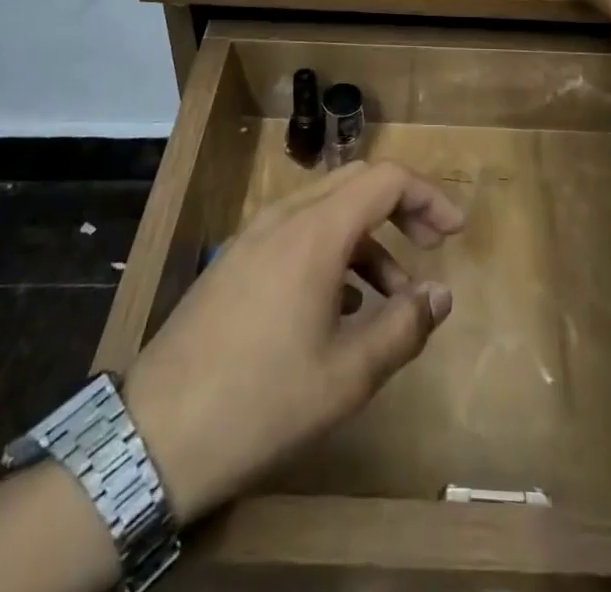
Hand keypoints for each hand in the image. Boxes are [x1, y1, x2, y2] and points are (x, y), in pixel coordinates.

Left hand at [122, 161, 462, 523]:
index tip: (454, 233)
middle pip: (357, 182)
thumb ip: (403, 327)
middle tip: (430, 248)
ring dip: (368, 236)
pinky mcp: (236, 258)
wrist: (156, 433)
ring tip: (389, 296)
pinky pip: (298, 231)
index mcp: (316, 232)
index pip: (386, 178)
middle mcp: (285, 217)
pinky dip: (333, 249)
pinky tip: (338, 306)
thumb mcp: (347, 376)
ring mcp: (254, 234)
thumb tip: (440, 294)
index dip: (428, 196)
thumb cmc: (262, 401)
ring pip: (327, 208)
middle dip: (401, 207)